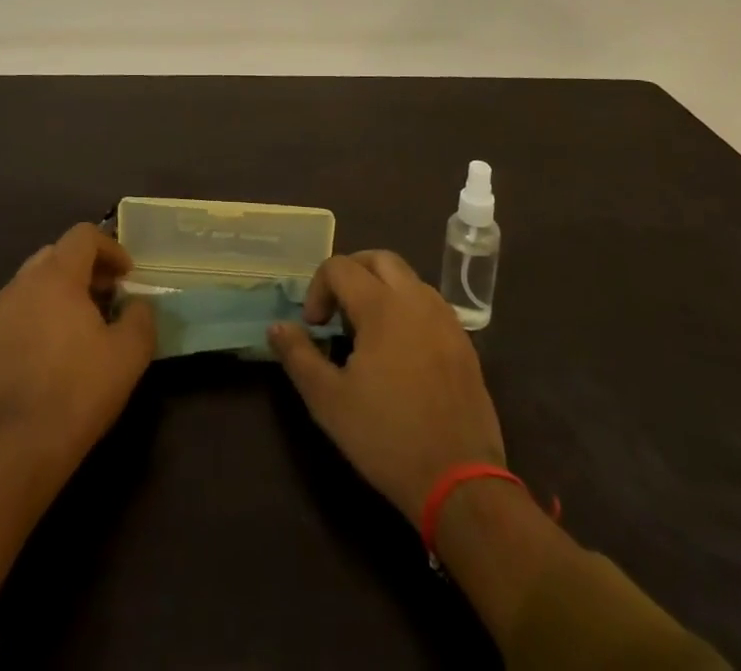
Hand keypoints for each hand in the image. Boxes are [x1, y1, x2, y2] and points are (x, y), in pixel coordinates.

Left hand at [0, 222, 156, 471]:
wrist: (18, 448)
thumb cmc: (79, 390)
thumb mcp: (130, 352)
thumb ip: (141, 316)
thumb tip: (136, 304)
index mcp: (56, 276)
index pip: (83, 235)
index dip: (111, 248)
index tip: (127, 276)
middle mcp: (21, 284)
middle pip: (56, 254)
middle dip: (84, 267)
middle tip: (106, 296)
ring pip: (32, 283)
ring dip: (59, 291)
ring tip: (80, 325)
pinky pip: (16, 312)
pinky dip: (37, 315)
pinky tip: (51, 351)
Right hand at [268, 250, 503, 521]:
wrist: (460, 481)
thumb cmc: (387, 438)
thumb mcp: (328, 401)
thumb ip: (298, 356)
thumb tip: (277, 327)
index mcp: (382, 306)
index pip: (340, 267)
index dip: (317, 288)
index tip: (314, 327)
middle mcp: (416, 300)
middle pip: (379, 258)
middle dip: (351, 273)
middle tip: (336, 310)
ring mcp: (445, 319)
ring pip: (408, 278)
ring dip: (380, 288)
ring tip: (366, 330)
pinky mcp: (464, 342)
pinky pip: (429, 304)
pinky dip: (406, 307)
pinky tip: (399, 349)